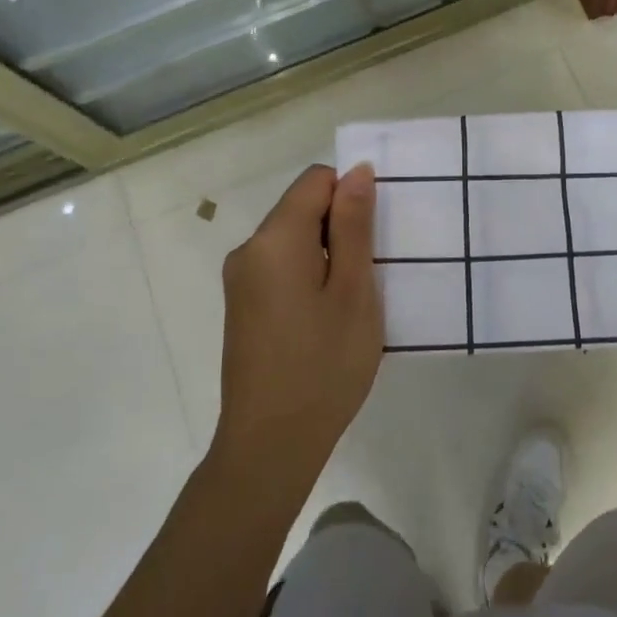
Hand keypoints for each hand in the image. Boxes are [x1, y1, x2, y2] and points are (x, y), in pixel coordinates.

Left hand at [214, 164, 382, 500]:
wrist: (270, 445)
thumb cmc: (324, 364)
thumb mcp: (354, 291)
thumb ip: (354, 226)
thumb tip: (357, 171)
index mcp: (274, 239)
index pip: (315, 181)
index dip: (351, 195)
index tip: (375, 237)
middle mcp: (248, 250)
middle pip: (302, 208)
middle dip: (341, 227)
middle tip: (371, 274)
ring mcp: (241, 281)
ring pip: (294, 240)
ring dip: (329, 255)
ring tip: (353, 301)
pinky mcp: (243, 307)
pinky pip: (282, 269)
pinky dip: (310, 277)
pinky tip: (328, 318)